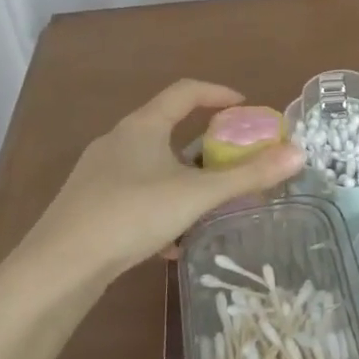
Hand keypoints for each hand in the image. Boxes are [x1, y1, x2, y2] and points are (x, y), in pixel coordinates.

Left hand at [17, 80, 302, 291]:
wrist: (60, 266)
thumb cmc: (131, 215)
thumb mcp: (197, 195)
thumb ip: (248, 176)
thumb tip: (299, 154)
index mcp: (142, 126)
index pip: (185, 92)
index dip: (218, 93)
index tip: (245, 106)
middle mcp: (118, 141)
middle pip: (168, 128)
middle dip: (205, 143)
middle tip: (234, 157)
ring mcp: (100, 174)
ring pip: (152, 166)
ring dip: (184, 178)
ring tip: (210, 202)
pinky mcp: (90, 205)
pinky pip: (136, 195)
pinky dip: (161, 206)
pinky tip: (173, 242)